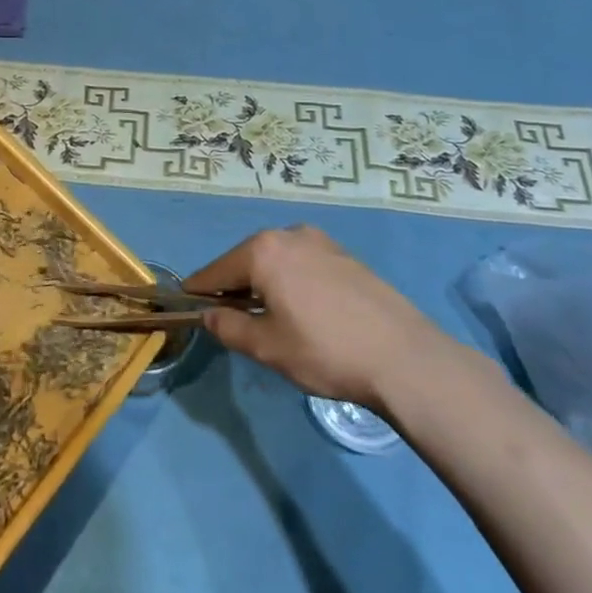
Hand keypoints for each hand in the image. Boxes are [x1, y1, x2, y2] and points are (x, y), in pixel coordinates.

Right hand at [184, 225, 442, 409]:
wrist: (404, 357)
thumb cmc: (325, 351)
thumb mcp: (267, 347)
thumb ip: (228, 327)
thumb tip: (208, 315)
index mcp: (263, 251)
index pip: (216, 271)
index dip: (199, 291)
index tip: (187, 306)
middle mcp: (288, 235)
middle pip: (245, 260)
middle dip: (233, 287)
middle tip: (230, 319)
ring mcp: (320, 242)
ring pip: (275, 261)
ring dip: (264, 284)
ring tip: (269, 318)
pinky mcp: (345, 256)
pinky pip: (302, 264)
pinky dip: (290, 281)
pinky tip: (303, 311)